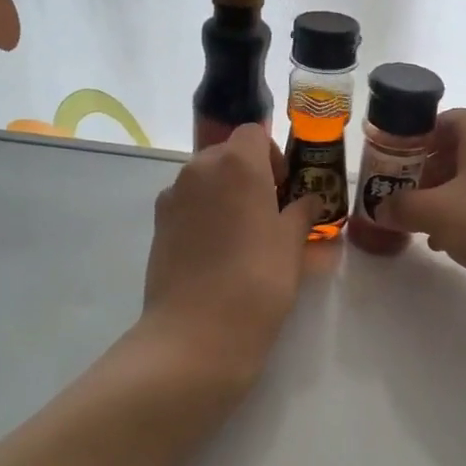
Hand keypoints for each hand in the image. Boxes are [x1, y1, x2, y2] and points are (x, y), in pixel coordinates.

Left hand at [140, 123, 320, 385]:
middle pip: (226, 154)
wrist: (197, 332)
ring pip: (204, 180)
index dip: (272, 155)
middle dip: (249, 174)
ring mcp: (172, 197)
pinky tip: (216, 253)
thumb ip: (301, 212)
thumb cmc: (257, 280)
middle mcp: (199, 170)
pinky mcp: (157, 225)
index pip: (254, 133)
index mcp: (237, 164)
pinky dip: (203, 216)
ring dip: (225, 195)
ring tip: (242, 237)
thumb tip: (308, 200)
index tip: (283, 188)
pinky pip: (187, 206)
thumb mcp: (292, 244)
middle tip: (268, 214)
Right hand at [376, 109, 465, 293]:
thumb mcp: (435, 213)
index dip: (406, 147)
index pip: (434, 124)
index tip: (387, 173)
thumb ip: (400, 206)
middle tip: (403, 202)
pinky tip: (455, 238)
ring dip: (445, 196)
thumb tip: (381, 208)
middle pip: (453, 149)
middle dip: (424, 176)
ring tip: (424, 226)